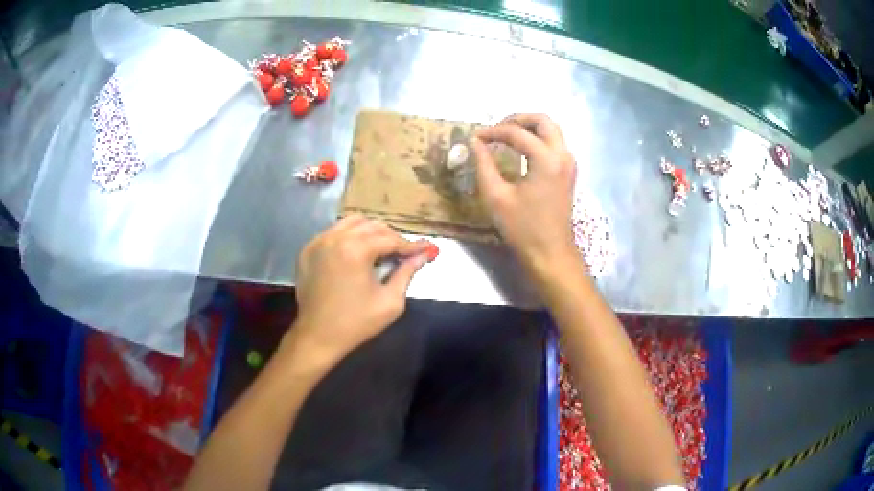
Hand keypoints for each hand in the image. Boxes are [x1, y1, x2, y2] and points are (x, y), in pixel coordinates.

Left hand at [290, 215, 431, 363]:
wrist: (317, 336)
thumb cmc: (356, 323)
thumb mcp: (390, 301)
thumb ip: (407, 273)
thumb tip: (423, 255)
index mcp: (355, 249)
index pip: (391, 239)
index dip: (411, 245)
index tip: (428, 249)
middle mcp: (336, 237)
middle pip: (372, 226)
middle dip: (392, 238)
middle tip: (405, 254)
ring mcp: (318, 241)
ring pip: (352, 223)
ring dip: (371, 232)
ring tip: (382, 250)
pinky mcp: (308, 249)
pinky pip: (334, 232)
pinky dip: (350, 236)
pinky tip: (357, 253)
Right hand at [471, 114, 578, 276]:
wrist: (551, 253)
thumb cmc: (523, 228)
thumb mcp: (496, 196)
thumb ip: (484, 164)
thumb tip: (476, 143)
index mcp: (546, 160)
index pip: (516, 132)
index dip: (493, 131)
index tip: (476, 138)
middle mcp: (562, 155)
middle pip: (543, 120)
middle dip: (517, 120)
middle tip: (496, 130)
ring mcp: (569, 163)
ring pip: (552, 129)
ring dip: (529, 127)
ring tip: (506, 137)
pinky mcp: (569, 171)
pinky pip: (555, 143)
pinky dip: (538, 139)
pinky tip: (521, 150)